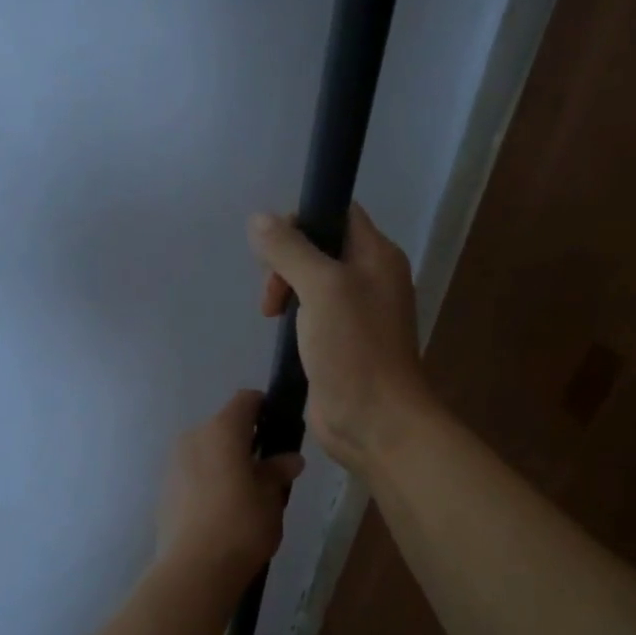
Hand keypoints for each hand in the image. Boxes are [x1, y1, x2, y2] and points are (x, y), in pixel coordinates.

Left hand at [156, 390, 304, 577]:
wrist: (194, 569)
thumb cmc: (242, 524)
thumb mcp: (271, 498)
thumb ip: (278, 472)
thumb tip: (290, 459)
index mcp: (222, 430)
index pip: (246, 400)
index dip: (265, 408)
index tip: (280, 430)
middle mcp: (194, 436)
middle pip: (224, 427)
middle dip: (245, 442)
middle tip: (267, 470)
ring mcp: (174, 462)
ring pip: (206, 451)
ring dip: (224, 462)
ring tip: (244, 494)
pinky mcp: (164, 489)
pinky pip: (192, 473)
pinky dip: (208, 481)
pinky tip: (221, 510)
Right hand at [248, 203, 435, 475]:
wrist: (374, 421)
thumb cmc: (355, 349)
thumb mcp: (322, 288)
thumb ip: (290, 250)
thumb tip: (258, 220)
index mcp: (377, 256)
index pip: (338, 214)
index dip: (303, 219)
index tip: (274, 248)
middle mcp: (370, 279)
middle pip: (319, 248)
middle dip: (286, 262)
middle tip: (273, 295)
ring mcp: (355, 314)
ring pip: (311, 282)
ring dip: (286, 291)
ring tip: (273, 316)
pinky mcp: (339, 343)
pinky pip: (310, 315)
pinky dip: (292, 318)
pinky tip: (281, 335)